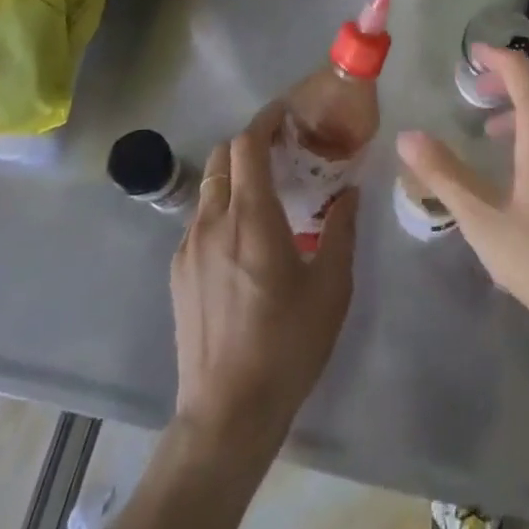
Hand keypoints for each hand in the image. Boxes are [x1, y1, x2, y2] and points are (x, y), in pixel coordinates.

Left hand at [171, 106, 357, 454]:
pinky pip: (200, 220)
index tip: (288, 113)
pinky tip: (244, 240)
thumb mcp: (331, 287)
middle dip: (250, 142)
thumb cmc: (287, 346)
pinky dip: (222, 208)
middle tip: (282, 152)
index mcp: (251, 218)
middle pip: (221, 156)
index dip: (266, 119)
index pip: (247, 143)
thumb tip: (350, 192)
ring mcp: (189, 247)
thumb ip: (341, 230)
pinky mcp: (178, 272)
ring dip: (235, 176)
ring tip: (266, 195)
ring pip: (209, 188)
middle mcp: (213, 221)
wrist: (226, 414)